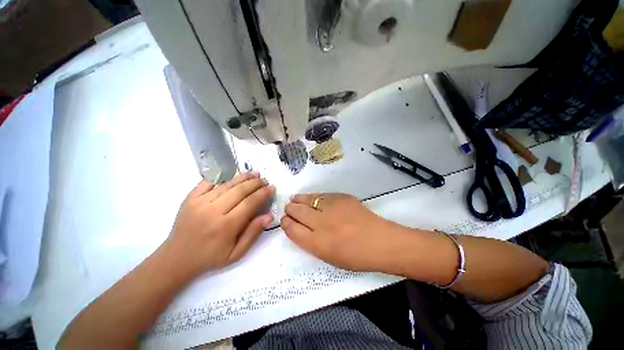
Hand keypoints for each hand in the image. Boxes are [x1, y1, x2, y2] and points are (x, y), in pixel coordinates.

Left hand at [163, 172, 274, 277]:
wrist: (176, 259)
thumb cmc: (210, 258)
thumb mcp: (236, 253)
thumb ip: (253, 233)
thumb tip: (269, 215)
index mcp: (226, 226)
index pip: (250, 203)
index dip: (263, 193)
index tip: (272, 188)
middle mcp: (213, 211)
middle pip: (240, 190)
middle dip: (256, 183)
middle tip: (265, 180)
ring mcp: (199, 202)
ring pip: (227, 184)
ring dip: (243, 177)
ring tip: (254, 173)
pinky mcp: (190, 198)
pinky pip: (207, 182)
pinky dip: (222, 177)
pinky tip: (232, 175)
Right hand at [281, 193, 412, 272]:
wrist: (379, 241)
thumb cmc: (355, 256)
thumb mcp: (328, 256)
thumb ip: (311, 242)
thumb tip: (300, 228)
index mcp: (317, 243)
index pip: (292, 229)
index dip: (286, 223)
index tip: (284, 220)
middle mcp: (321, 223)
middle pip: (297, 212)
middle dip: (290, 209)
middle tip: (289, 208)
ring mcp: (332, 208)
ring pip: (308, 200)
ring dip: (298, 200)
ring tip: (294, 199)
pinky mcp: (341, 197)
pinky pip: (322, 195)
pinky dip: (314, 197)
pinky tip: (312, 198)